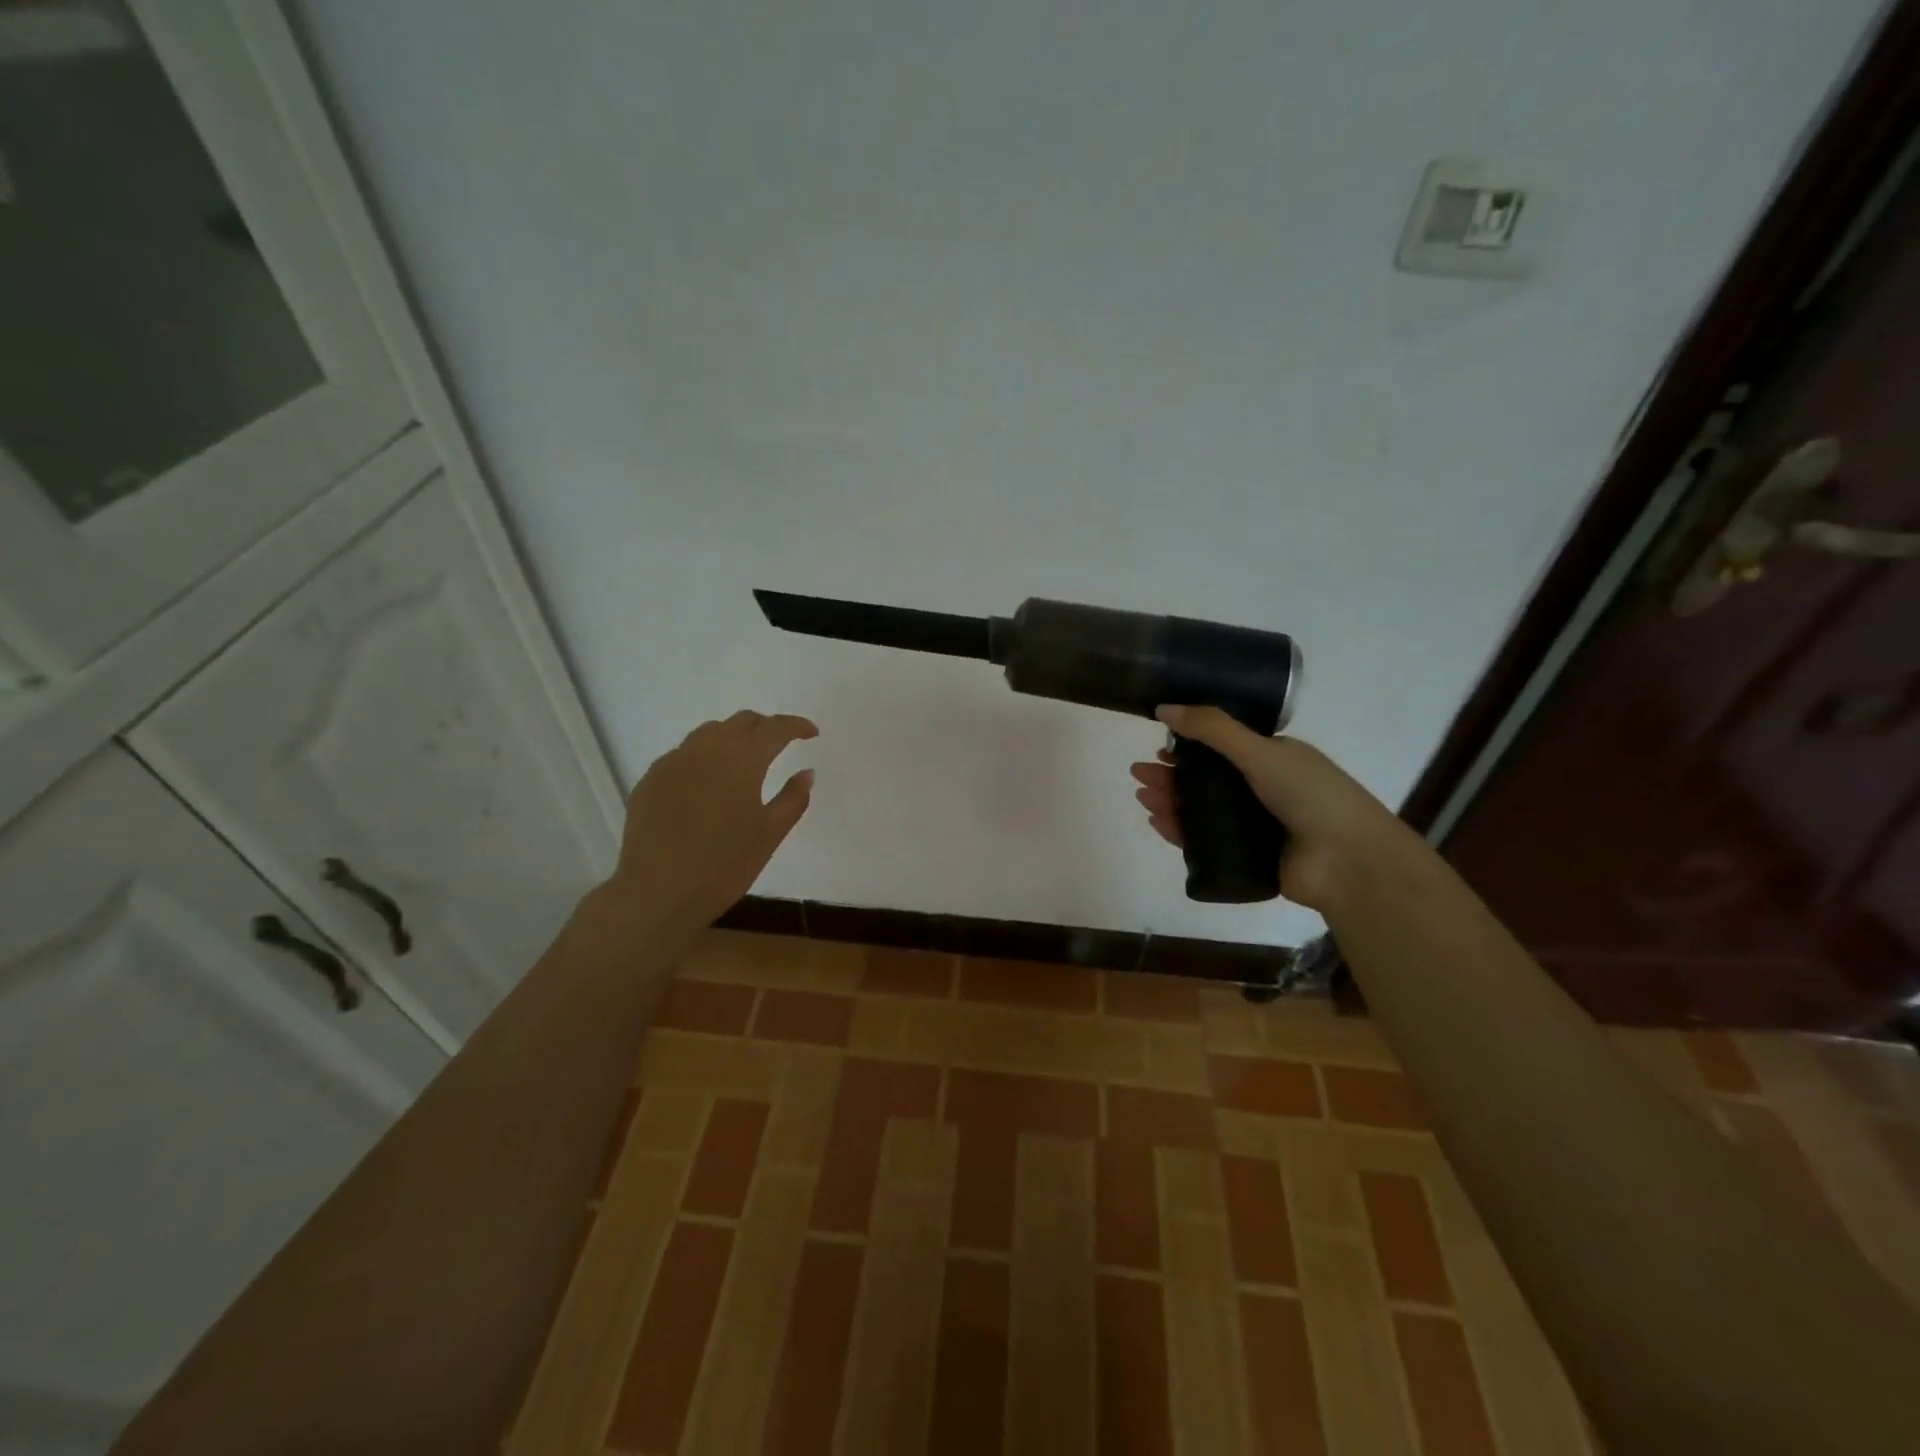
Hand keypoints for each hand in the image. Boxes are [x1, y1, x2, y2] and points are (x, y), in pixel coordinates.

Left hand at [603, 710, 817, 933]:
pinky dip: (704, 757)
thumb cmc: (724, 865)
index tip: (811, 733)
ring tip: (744, 758)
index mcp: (742, 759)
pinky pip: (684, 754)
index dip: (796, 726)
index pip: (775, 728)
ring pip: (709, 732)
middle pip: (742, 722)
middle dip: (765, 727)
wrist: (657, 892)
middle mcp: (707, 749)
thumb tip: (806, 773)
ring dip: (733, 737)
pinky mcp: (651, 779)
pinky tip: (708, 783)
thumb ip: (793, 798)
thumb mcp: (770, 834)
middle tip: (781, 743)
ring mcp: (674, 762)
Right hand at [1130, 705, 1415, 911]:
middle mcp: (1265, 791)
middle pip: (1207, 781)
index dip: (1190, 746)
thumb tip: (1163, 707)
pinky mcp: (1248, 859)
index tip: (1161, 746)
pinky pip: (1205, 843)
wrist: (1348, 861)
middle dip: (1171, 775)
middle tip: (1138, 774)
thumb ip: (1212, 728)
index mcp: (1274, 760)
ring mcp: (1256, 827)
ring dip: (1170, 802)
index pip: (1224, 748)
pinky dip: (1180, 832)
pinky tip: (1157, 823)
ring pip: (1202, 812)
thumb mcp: (1260, 751)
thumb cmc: (1309, 795)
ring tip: (1141, 796)